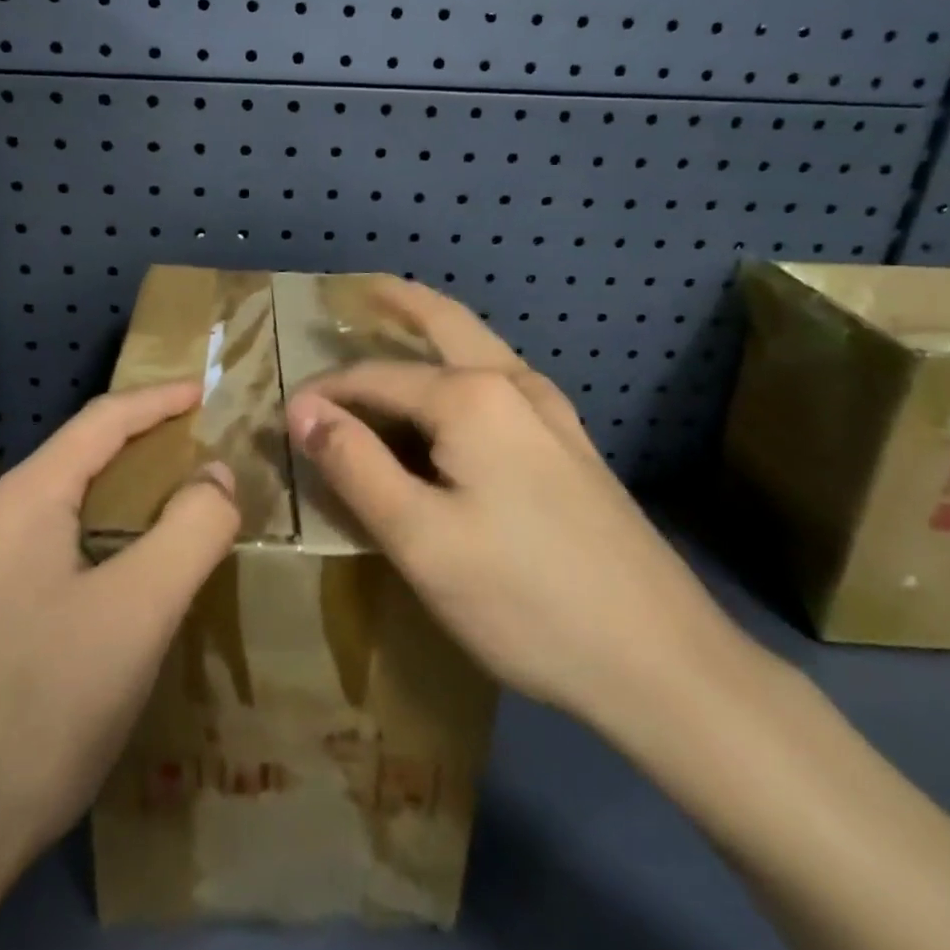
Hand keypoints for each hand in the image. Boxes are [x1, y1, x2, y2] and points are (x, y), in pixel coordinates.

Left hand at [0, 378, 238, 871]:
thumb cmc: (37, 708)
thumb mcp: (138, 613)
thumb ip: (192, 530)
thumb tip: (217, 476)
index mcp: (21, 503)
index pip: (102, 421)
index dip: (159, 400)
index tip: (206, 391)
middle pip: (76, 465)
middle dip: (141, 454)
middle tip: (197, 466)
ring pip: (56, 520)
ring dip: (114, 510)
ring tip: (161, 532)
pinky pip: (39, 567)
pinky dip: (89, 556)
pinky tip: (106, 602)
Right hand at [285, 280, 745, 752]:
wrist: (662, 659)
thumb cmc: (524, 599)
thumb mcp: (419, 538)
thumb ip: (356, 465)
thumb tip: (303, 410)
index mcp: (472, 397)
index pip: (376, 378)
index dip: (327, 393)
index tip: (286, 416)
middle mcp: (515, 386)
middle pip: (447, 323)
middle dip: (400, 302)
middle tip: (360, 290)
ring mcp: (554, 413)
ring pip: (481, 350)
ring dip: (437, 332)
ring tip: (399, 327)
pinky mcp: (572, 446)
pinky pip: (502, 384)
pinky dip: (464, 368)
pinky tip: (457, 397)